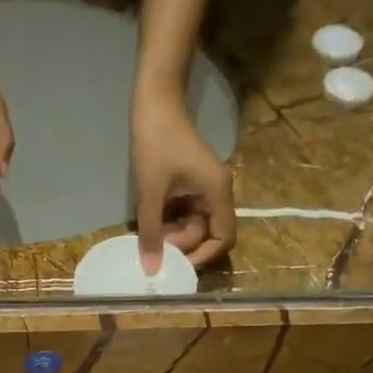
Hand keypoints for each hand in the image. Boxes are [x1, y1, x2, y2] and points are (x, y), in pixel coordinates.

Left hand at [132, 89, 234, 271]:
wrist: (155, 103)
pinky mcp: (189, 186)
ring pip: (193, 226)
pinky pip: (184, 214)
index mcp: (217, 193)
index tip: (177, 263)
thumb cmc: (156, 143)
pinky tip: (150, 224)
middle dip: (182, 245)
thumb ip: (151, 233)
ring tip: (149, 236)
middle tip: (154, 246)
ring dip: (173, 235)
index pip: (224, 238)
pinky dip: (169, 223)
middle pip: (206, 234)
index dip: (203, 256)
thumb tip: (151, 269)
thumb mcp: (150, 192)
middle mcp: (216, 193)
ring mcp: (203, 189)